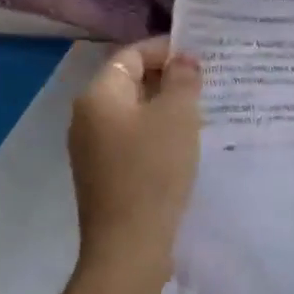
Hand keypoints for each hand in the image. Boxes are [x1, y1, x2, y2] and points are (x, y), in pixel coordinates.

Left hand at [68, 37, 202, 284]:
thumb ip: (182, 80)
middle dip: (167, 79)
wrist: (129, 244)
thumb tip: (183, 59)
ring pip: (132, 113)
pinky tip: (183, 145)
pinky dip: (156, 134)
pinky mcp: (103, 174)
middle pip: (129, 82)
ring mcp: (91, 148)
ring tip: (201, 112)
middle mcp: (87, 117)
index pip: (131, 55)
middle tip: (206, 83)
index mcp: (99, 96)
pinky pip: (132, 139)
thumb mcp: (177, 116)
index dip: (165, 50)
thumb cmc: (153, 170)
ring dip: (164, 108)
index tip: (200, 55)